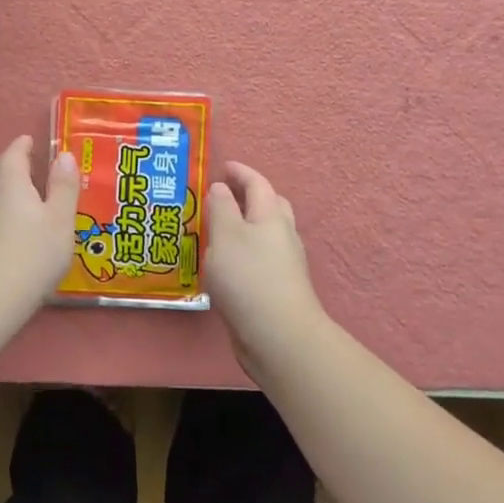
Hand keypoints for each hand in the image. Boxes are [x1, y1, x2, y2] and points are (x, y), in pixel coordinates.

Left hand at [0, 134, 80, 324]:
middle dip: (5, 161)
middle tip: (24, 168)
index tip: (31, 142)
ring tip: (14, 197)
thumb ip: (64, 186)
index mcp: (9, 180)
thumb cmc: (32, 256)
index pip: (14, 152)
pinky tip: (1, 228)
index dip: (23, 144)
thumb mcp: (61, 221)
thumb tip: (64, 156)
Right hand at [204, 162, 326, 373]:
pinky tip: (227, 264)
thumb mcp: (226, 235)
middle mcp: (282, 235)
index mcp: (271, 216)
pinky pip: (260, 258)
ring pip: (266, 234)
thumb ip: (221, 208)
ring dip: (246, 225)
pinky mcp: (278, 288)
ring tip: (219, 229)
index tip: (223, 166)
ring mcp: (284, 264)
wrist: (279, 336)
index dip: (240, 172)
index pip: (257, 184)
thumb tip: (222, 188)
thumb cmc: (248, 277)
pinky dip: (244, 251)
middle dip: (249, 196)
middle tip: (224, 194)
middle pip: (270, 206)